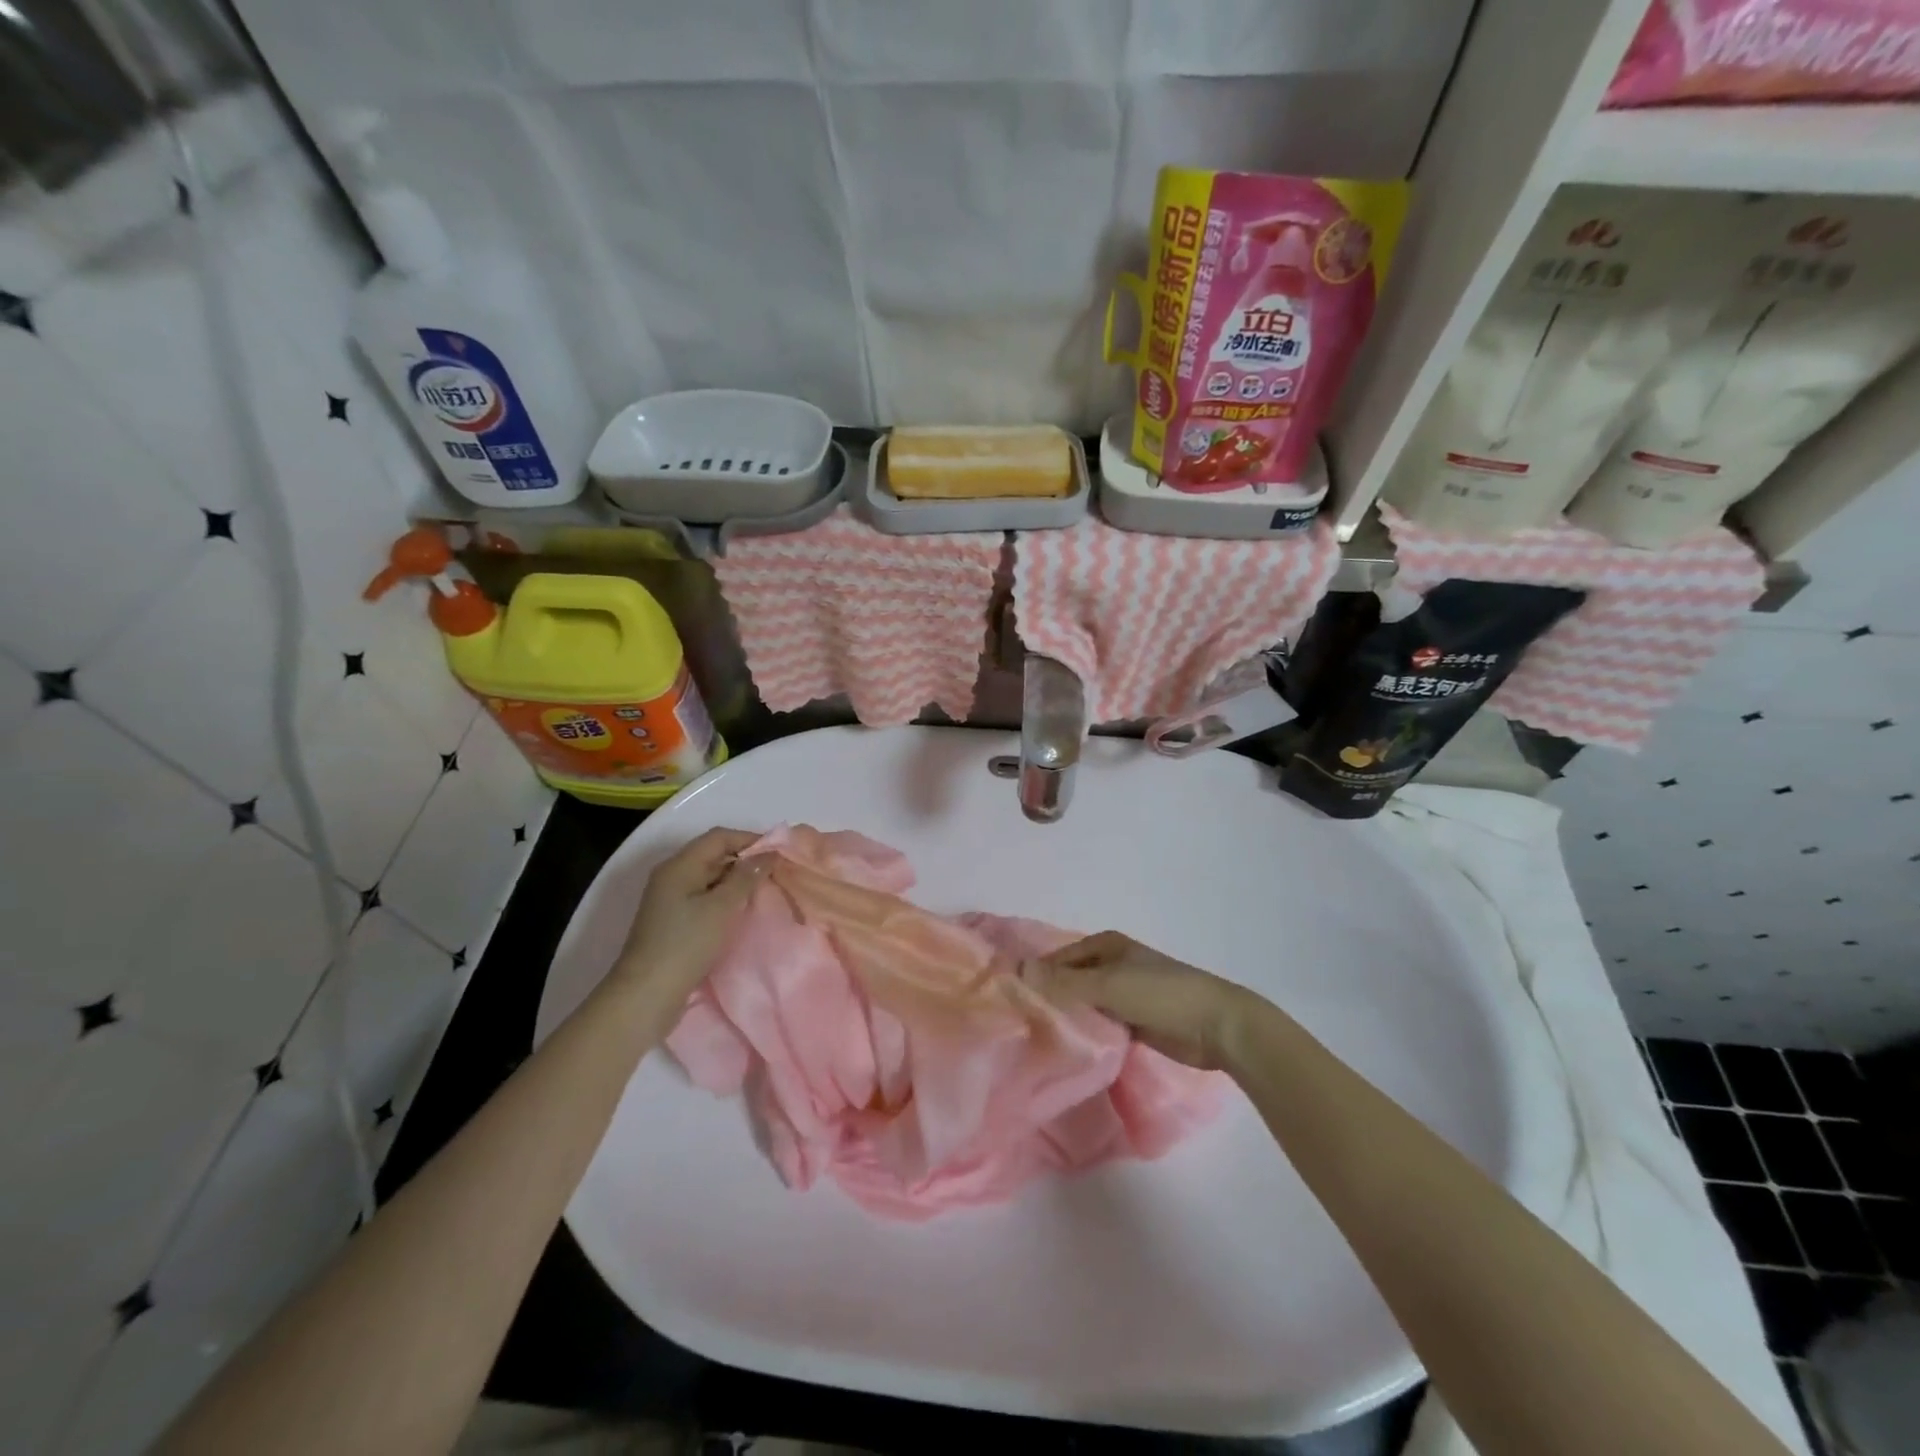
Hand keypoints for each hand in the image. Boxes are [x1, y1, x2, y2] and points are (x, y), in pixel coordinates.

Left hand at [612, 827, 767, 1009]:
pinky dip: (725, 899)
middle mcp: (672, 876)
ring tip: (765, 891)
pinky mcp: (674, 922)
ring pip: (710, 878)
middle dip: (745, 859)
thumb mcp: (721, 908)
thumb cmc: (685, 945)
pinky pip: (705, 898)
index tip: (779, 852)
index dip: (750, 839)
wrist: (646, 995)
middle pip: (713, 855)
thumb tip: (767, 855)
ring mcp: (671, 900)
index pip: (719, 837)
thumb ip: (745, 878)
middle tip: (776, 872)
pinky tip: (743, 912)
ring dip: (737, 881)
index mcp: (679, 866)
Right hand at [1025, 931, 1254, 1070]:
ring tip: (1038, 1041)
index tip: (1011, 1003)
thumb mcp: (1108, 985)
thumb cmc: (1161, 994)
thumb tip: (1019, 970)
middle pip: (1070, 981)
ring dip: (1069, 1019)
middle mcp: (1111, 964)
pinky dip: (1088, 1033)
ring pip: (1085, 1005)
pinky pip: (1101, 1024)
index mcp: (1104, 945)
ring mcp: (1123, 993)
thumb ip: (1064, 982)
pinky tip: (1070, 1050)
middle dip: (1050, 999)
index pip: (1058, 959)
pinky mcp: (1134, 1021)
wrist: (1216, 1026)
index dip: (1037, 977)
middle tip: (1021, 1026)